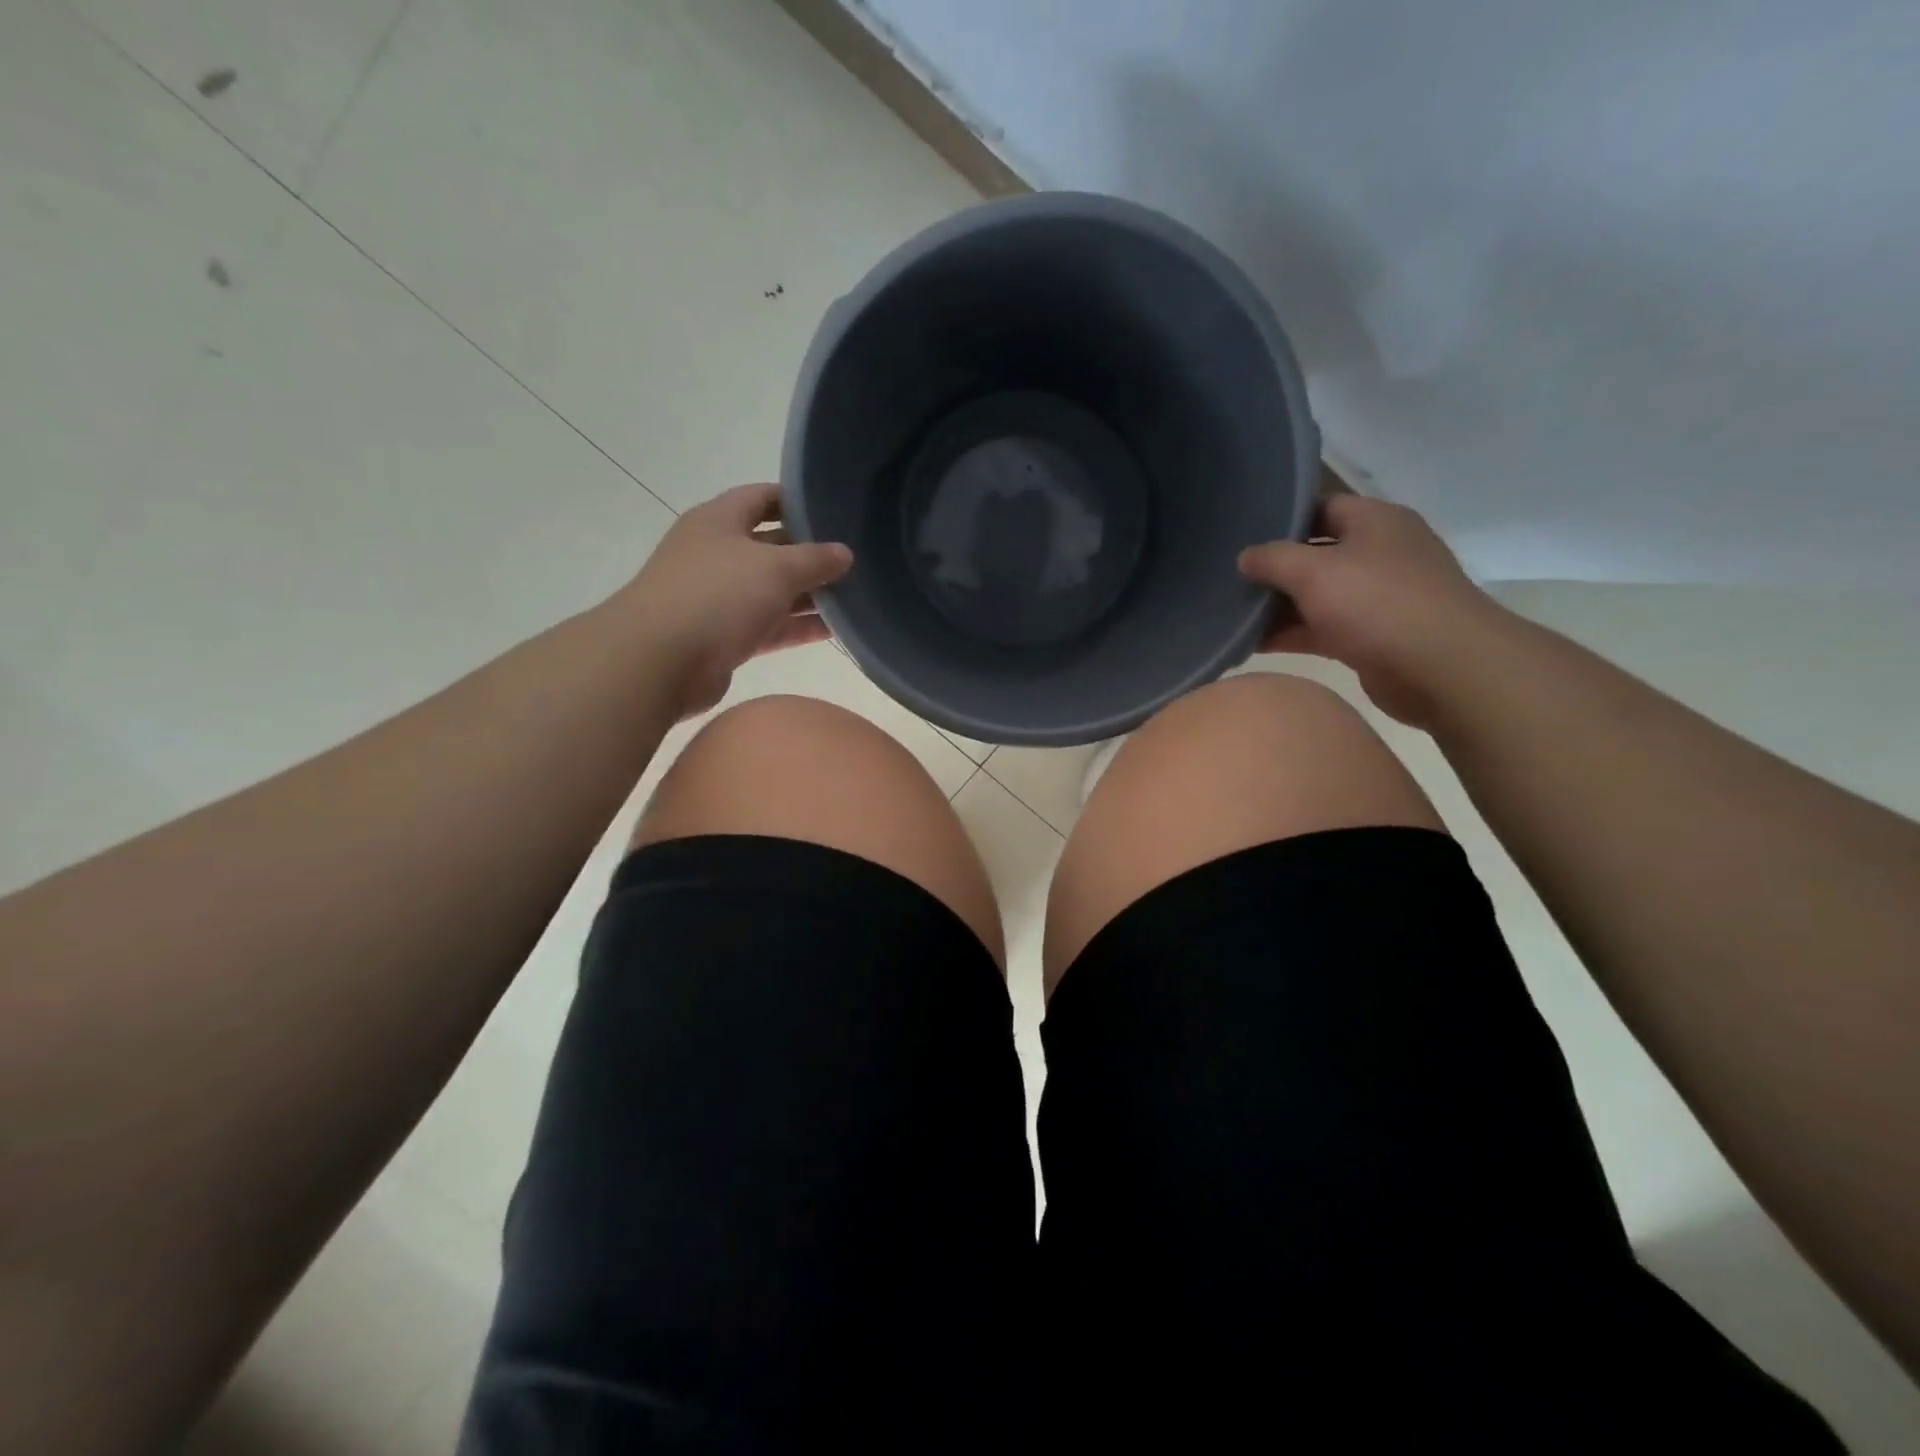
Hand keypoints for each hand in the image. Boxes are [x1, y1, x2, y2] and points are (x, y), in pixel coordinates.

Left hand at [615, 483, 852, 717]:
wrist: (660, 660)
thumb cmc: (718, 595)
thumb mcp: (776, 568)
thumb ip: (815, 559)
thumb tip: (845, 553)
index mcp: (719, 521)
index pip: (761, 497)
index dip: (796, 500)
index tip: (834, 510)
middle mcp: (715, 554)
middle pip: (770, 546)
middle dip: (809, 553)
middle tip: (854, 559)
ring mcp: (717, 598)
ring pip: (771, 590)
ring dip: (807, 594)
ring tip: (853, 596)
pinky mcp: (723, 637)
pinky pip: (767, 626)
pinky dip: (796, 627)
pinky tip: (833, 630)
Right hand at [1238, 491, 1502, 727]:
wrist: (1441, 667)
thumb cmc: (1376, 602)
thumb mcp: (1313, 571)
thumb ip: (1272, 559)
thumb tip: (1245, 556)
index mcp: (1376, 521)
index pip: (1323, 508)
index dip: (1283, 520)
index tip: (1243, 535)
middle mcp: (1380, 554)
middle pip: (1316, 555)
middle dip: (1275, 570)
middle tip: (1230, 579)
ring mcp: (1378, 598)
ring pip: (1317, 596)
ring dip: (1279, 607)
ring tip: (1232, 615)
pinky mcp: (1372, 637)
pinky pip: (1322, 629)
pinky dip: (1292, 635)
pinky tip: (1252, 644)